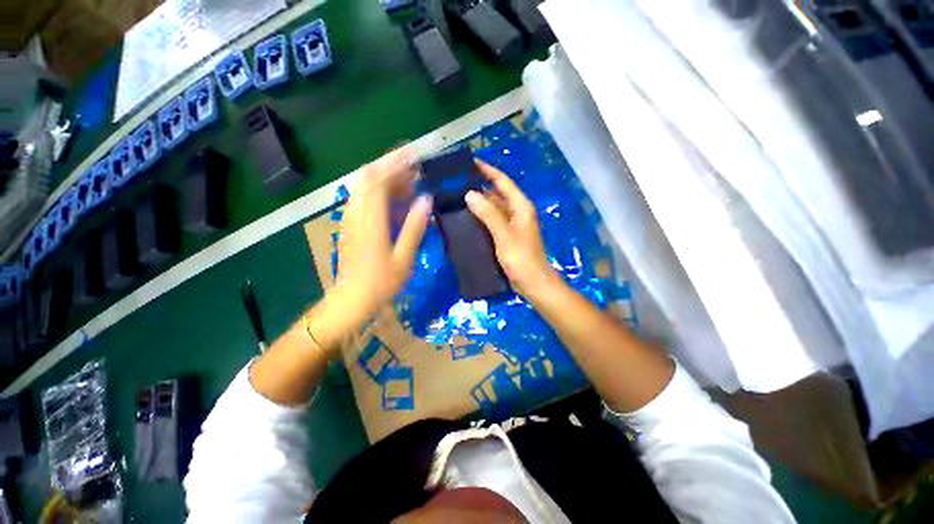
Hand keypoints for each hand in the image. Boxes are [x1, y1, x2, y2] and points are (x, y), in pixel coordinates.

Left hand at [331, 146, 432, 326]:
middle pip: (367, 177)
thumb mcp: (404, 257)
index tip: (413, 154)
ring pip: (363, 186)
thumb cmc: (381, 282)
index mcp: (371, 221)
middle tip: (412, 171)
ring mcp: (350, 218)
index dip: (395, 163)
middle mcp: (357, 213)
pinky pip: (362, 198)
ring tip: (408, 184)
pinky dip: (378, 191)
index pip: (379, 180)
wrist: (351, 299)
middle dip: (389, 167)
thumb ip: (414, 227)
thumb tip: (427, 200)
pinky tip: (393, 200)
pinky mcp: (349, 224)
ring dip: (384, 178)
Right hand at [464, 160, 559, 298]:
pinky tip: (466, 218)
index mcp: (521, 207)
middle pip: (497, 193)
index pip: (503, 182)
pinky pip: (492, 221)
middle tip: (457, 182)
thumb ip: (489, 214)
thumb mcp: (504, 235)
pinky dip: (481, 217)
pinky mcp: (506, 236)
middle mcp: (517, 212)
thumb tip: (470, 194)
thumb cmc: (521, 258)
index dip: (488, 170)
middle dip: (480, 186)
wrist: (532, 283)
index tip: (470, 162)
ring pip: (494, 208)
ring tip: (457, 197)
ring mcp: (512, 225)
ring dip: (479, 202)